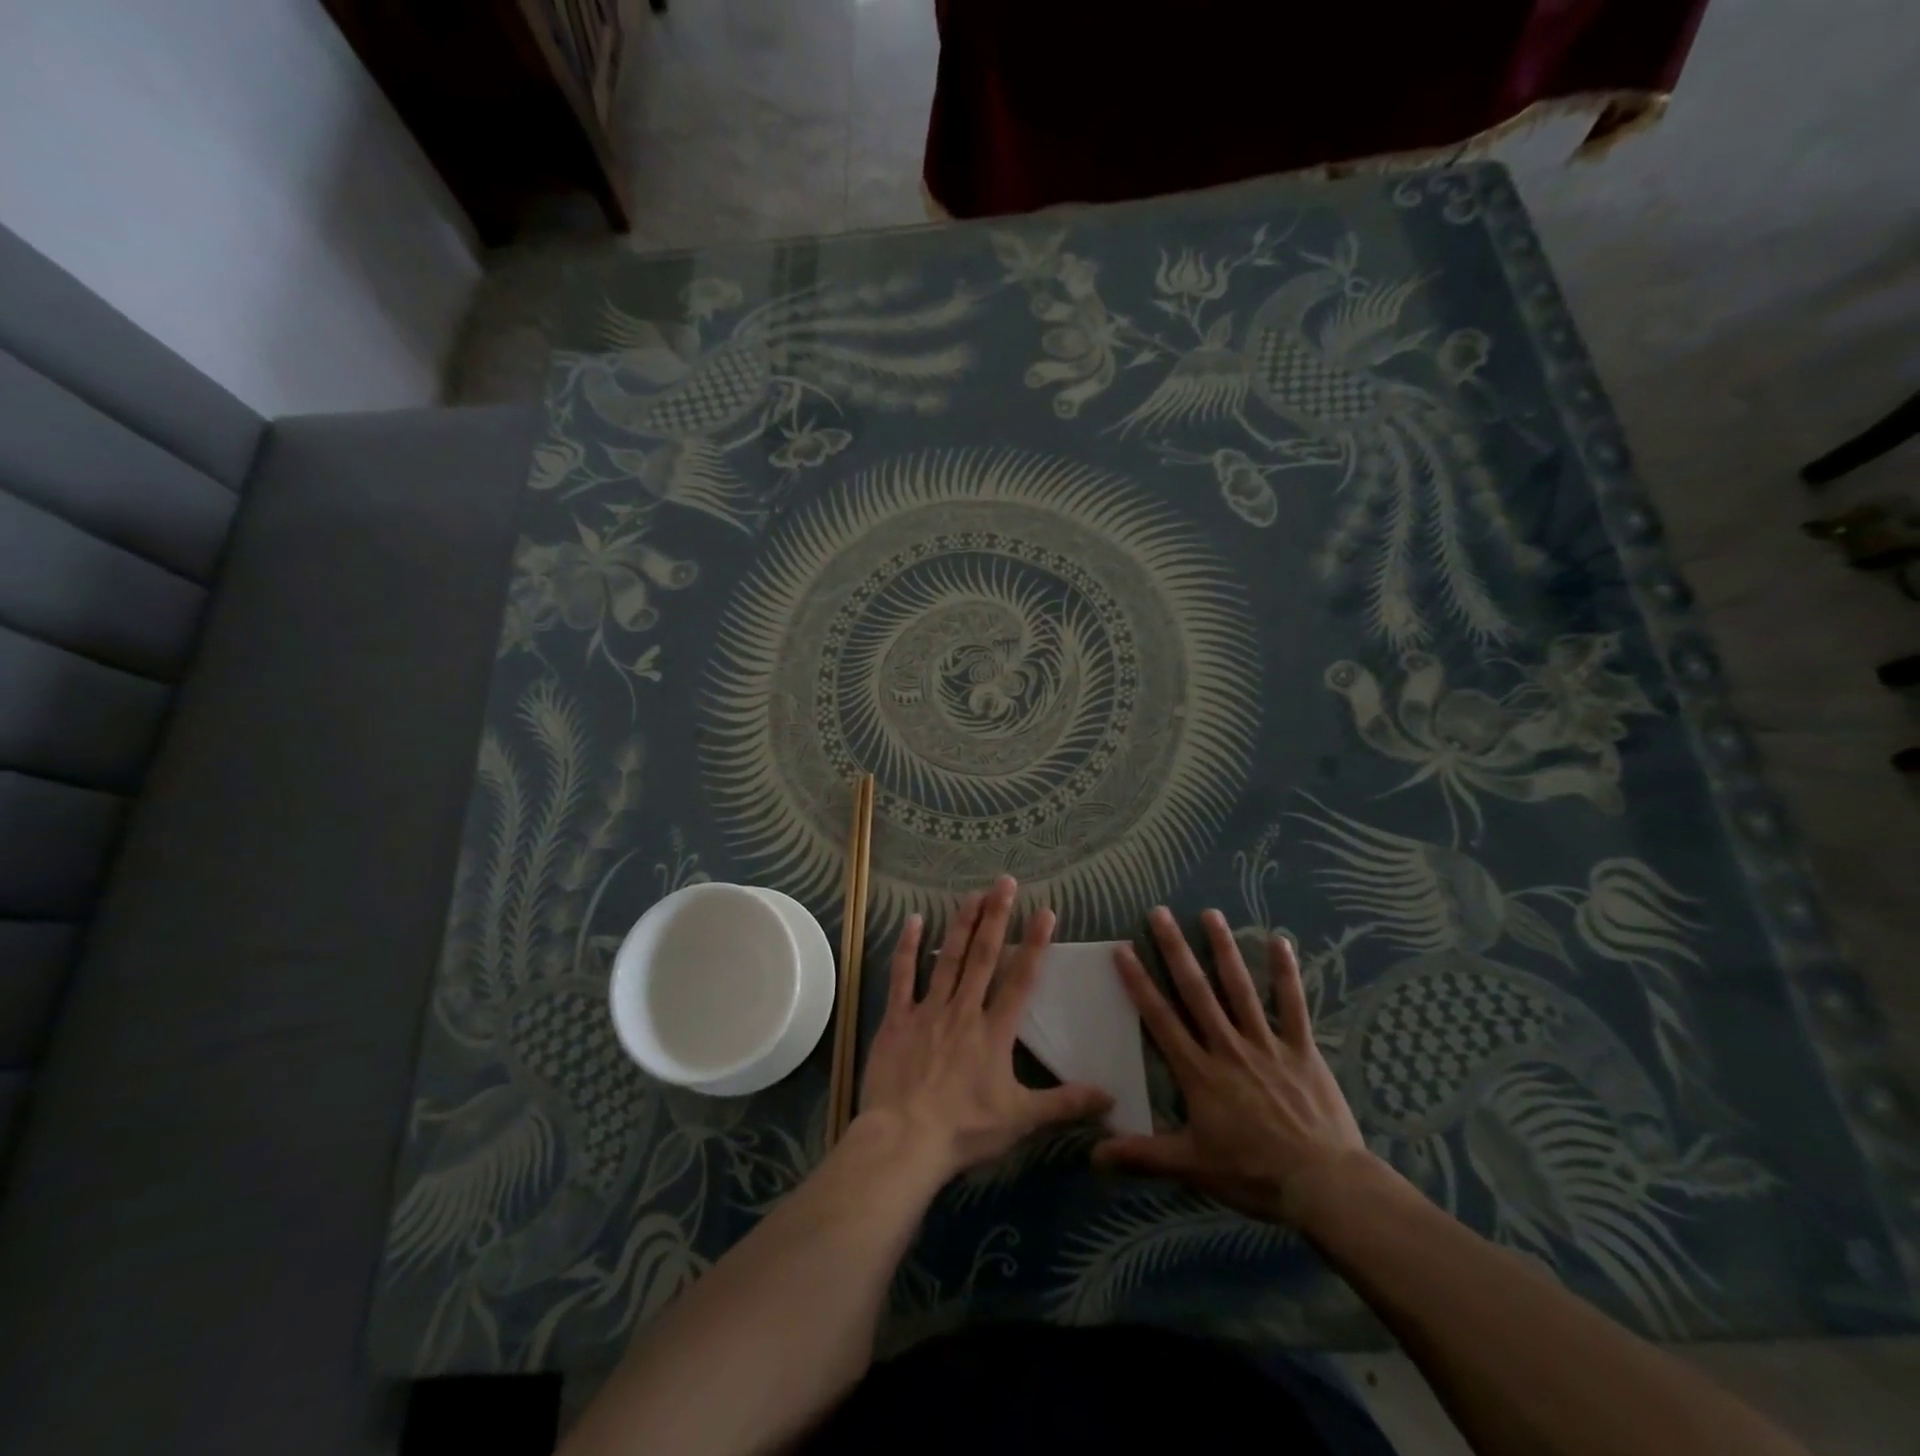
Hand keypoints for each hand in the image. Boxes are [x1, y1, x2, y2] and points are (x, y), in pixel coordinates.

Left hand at [856, 876, 1112, 1179]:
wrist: (904, 1139)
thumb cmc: (964, 1129)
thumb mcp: (1021, 1119)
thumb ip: (1064, 1103)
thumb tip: (1111, 1097)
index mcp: (994, 1031)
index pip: (1021, 979)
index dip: (1034, 944)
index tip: (1045, 911)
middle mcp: (964, 1010)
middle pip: (984, 956)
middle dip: (996, 916)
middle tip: (1005, 881)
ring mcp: (928, 1010)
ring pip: (949, 958)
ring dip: (962, 924)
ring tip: (972, 893)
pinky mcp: (897, 1018)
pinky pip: (903, 976)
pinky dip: (908, 947)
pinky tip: (914, 920)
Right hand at [1093, 906, 1370, 1224]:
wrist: (1323, 1185)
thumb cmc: (1253, 1174)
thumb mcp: (1191, 1167)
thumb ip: (1142, 1156)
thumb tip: (1092, 1156)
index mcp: (1199, 1071)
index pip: (1160, 1018)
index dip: (1139, 982)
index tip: (1123, 948)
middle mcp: (1228, 1046)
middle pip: (1196, 991)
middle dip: (1175, 950)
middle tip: (1159, 913)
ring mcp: (1266, 1044)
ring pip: (1240, 988)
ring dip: (1223, 949)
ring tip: (1210, 914)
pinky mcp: (1302, 1049)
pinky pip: (1293, 1005)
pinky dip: (1287, 973)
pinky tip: (1281, 941)